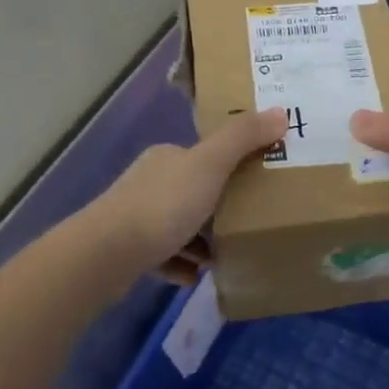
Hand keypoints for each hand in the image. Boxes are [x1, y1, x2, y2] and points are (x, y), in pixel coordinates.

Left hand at [88, 109, 285, 280]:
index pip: (203, 156)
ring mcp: (134, 217)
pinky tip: (197, 276)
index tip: (256, 185)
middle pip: (192, 191)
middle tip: (247, 224)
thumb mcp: (210, 165)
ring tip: (225, 255)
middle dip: (218, 208)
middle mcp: (149, 181)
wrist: (107, 253)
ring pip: (177, 225)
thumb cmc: (163, 204)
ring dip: (201, 241)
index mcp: (167, 157)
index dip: (229, 167)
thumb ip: (243, 138)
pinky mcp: (128, 251)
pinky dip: (181, 265)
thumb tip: (281, 111)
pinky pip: (163, 256)